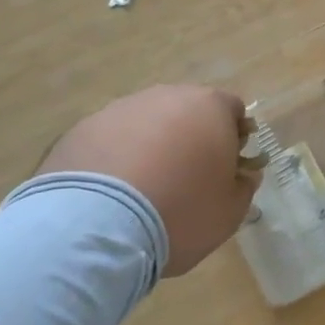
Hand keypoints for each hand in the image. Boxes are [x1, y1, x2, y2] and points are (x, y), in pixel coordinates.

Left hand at [40, 85, 259, 276]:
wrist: (96, 227)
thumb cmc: (181, 213)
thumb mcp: (230, 211)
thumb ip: (243, 186)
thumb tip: (242, 175)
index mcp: (210, 107)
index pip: (233, 110)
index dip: (235, 138)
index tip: (228, 169)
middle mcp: (166, 97)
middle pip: (187, 112)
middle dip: (191, 140)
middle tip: (187, 181)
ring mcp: (120, 109)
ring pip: (146, 124)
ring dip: (150, 148)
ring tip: (142, 193)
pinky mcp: (81, 129)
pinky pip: (110, 142)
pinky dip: (115, 161)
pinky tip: (110, 197)